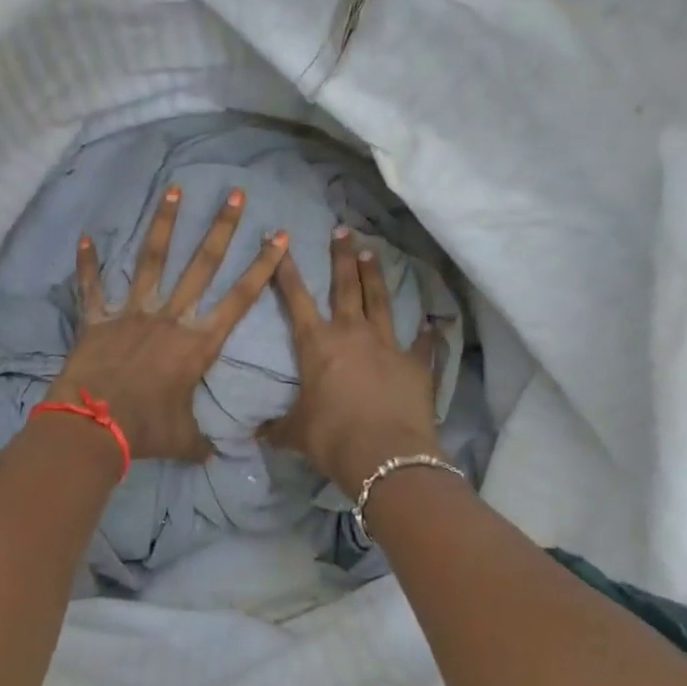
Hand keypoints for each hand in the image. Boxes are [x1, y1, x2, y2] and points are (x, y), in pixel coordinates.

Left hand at [50, 186, 288, 461]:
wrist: (95, 426)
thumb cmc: (147, 431)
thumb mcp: (184, 440)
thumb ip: (203, 441)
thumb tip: (219, 455)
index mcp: (197, 343)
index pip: (239, 298)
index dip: (262, 266)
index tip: (279, 236)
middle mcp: (169, 318)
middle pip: (201, 265)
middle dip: (221, 228)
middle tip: (235, 194)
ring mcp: (132, 313)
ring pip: (151, 260)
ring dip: (163, 224)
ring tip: (174, 189)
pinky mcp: (98, 319)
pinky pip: (91, 288)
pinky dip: (86, 264)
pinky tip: (84, 237)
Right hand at [262, 226, 441, 490]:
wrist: (384, 455)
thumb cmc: (331, 438)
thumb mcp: (294, 433)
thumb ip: (276, 428)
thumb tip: (255, 434)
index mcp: (317, 344)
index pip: (296, 298)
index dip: (286, 269)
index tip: (281, 240)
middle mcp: (352, 334)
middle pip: (346, 286)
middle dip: (341, 257)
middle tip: (342, 229)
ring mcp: (388, 345)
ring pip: (380, 302)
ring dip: (375, 277)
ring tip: (372, 253)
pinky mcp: (416, 364)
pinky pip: (422, 343)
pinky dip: (426, 332)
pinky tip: (430, 321)